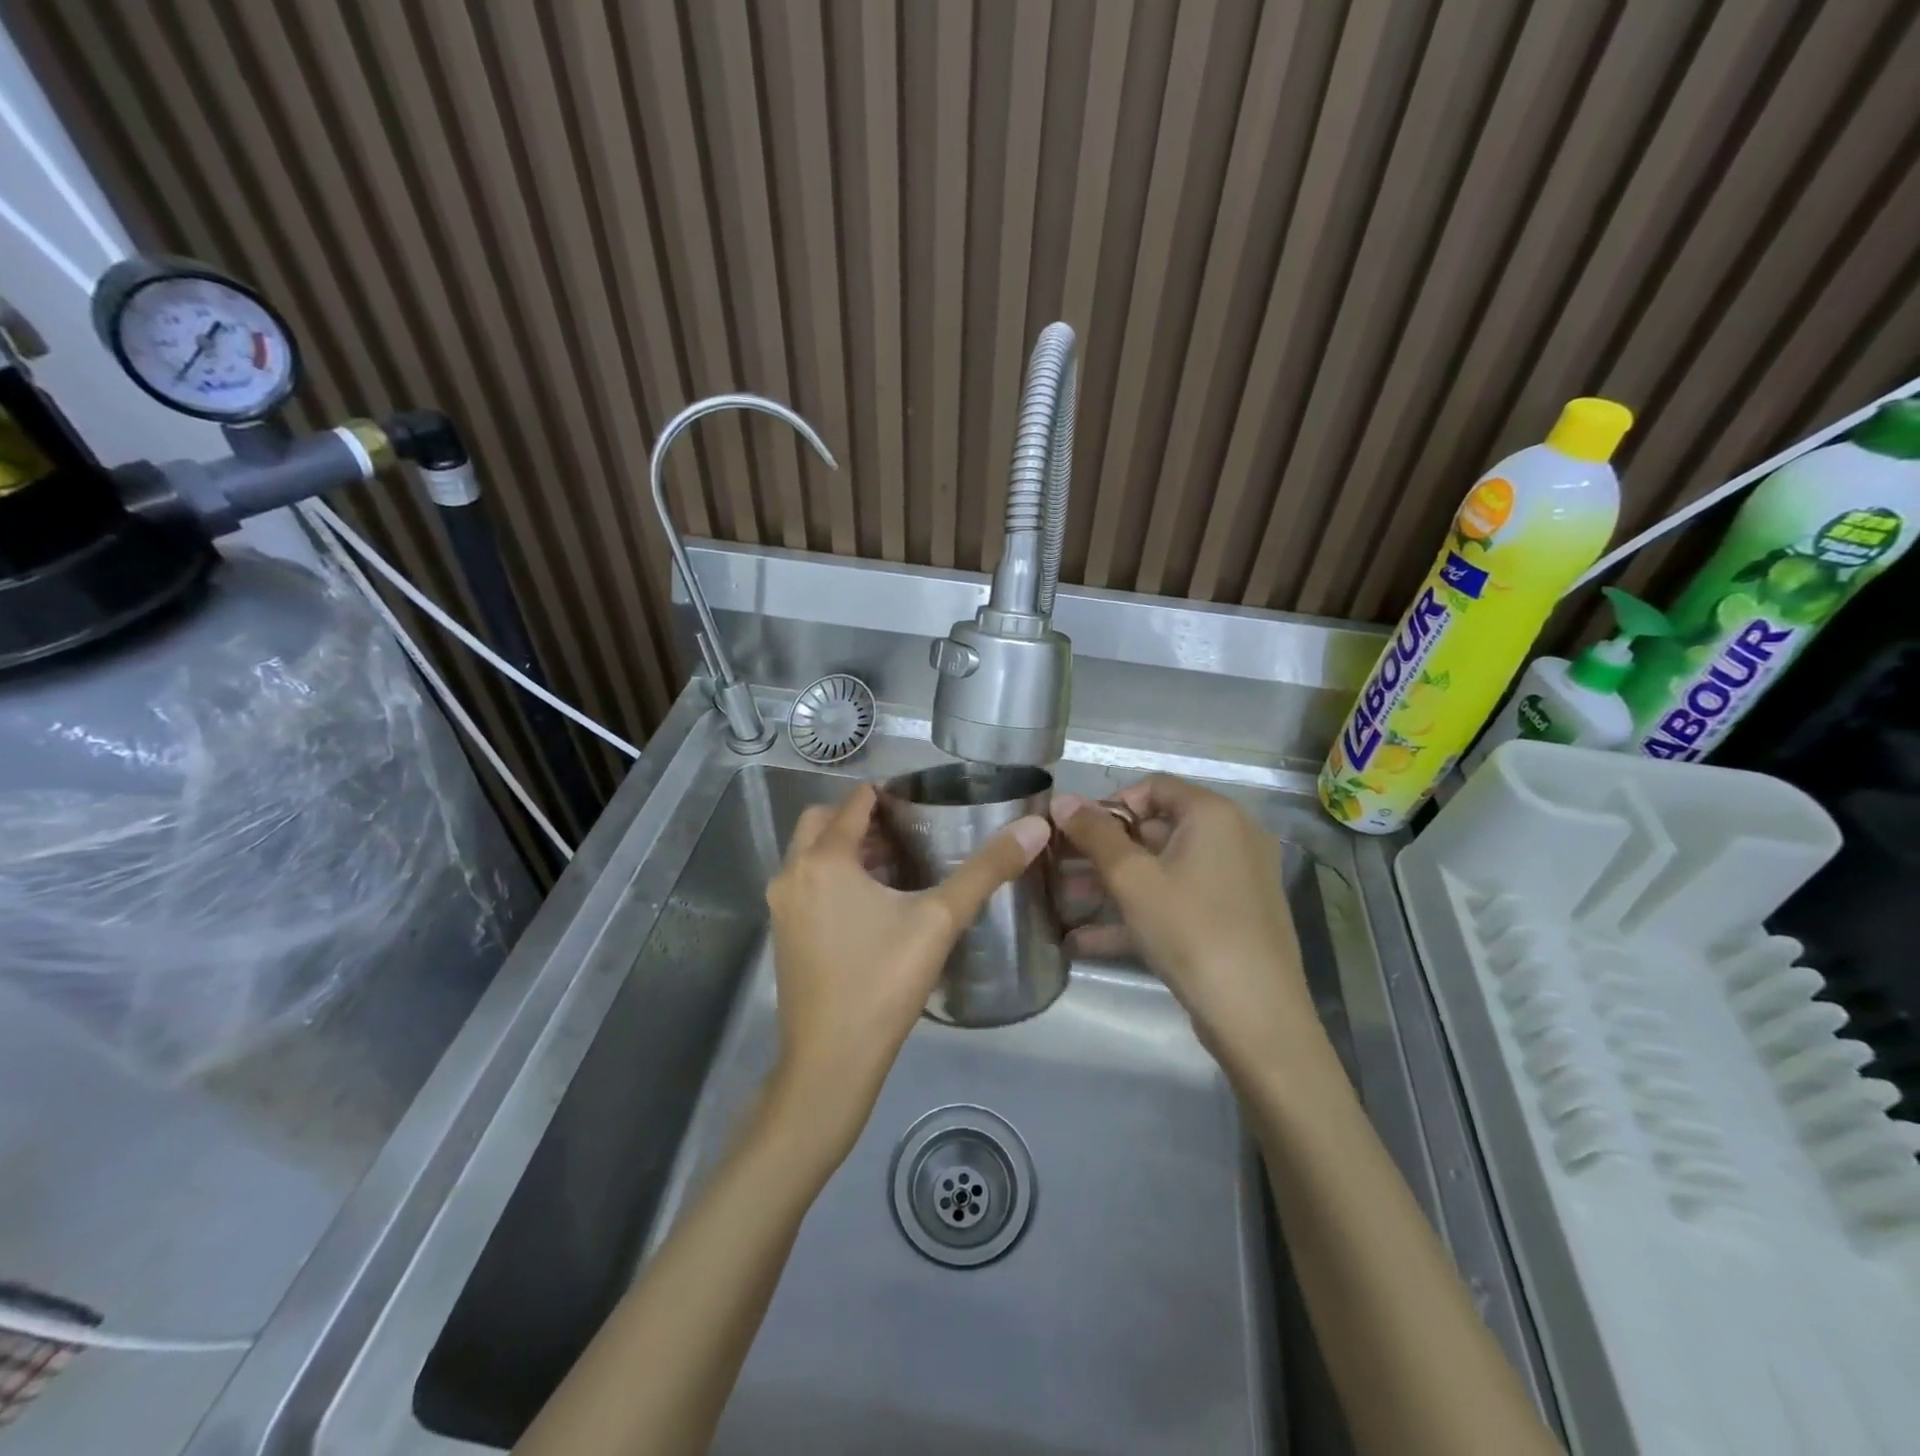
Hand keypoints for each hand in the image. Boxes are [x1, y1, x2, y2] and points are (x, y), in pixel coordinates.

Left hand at [765, 783, 1050, 1164]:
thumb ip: (986, 870)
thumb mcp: (940, 921)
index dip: (887, 795)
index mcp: (824, 860)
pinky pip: (806, 884)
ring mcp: (782, 906)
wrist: (830, 1063)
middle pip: (823, 823)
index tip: (921, 801)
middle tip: (906, 832)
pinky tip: (871, 903)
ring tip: (894, 863)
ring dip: (846, 849)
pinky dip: (832, 876)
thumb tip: (1035, 828)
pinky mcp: (783, 934)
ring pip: (810, 855)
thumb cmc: (883, 984)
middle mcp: (792, 873)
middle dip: (861, 819)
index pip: (854, 803)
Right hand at [1053, 775, 1317, 1076]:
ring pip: (1163, 869)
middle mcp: (1232, 837)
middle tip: (1061, 867)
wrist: (1256, 1016)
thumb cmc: (1191, 930)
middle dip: (1103, 849)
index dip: (1108, 805)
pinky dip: (1138, 911)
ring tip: (1065, 901)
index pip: (1152, 787)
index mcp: (1213, 814)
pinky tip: (1086, 939)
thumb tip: (1061, 799)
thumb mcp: (1132, 879)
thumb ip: (1094, 834)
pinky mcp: (1232, 918)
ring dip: (1113, 882)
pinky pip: (1177, 901)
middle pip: (1156, 828)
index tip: (1075, 833)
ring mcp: (1235, 880)